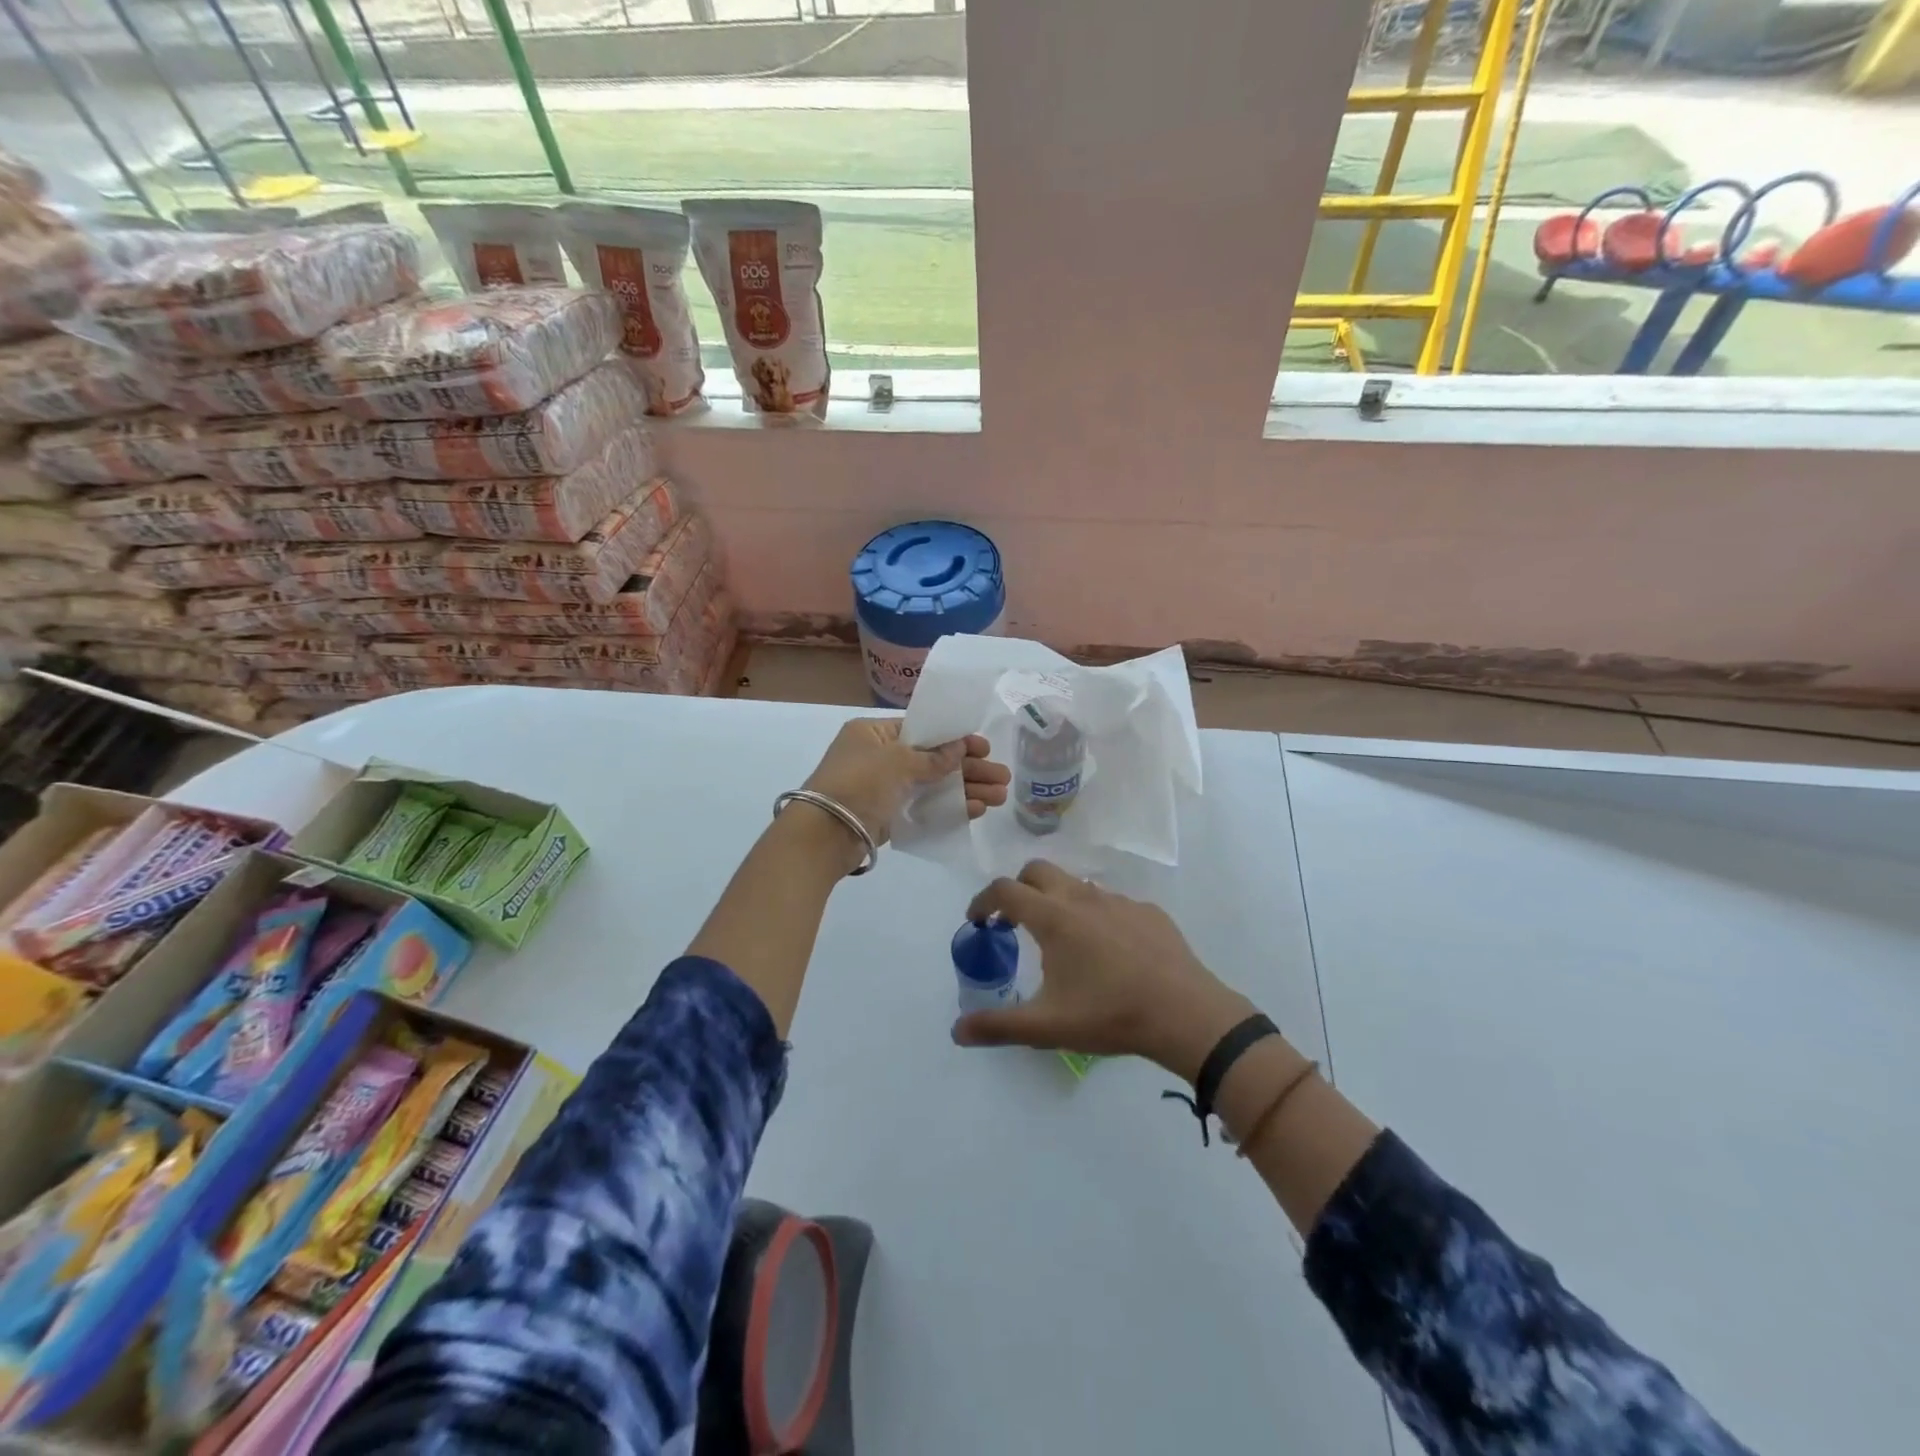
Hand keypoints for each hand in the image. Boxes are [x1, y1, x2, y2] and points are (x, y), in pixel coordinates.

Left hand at [800, 717, 1009, 848]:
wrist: (823, 835)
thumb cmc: (858, 784)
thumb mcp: (898, 762)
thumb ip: (933, 757)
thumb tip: (961, 748)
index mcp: (874, 733)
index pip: (922, 729)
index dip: (955, 739)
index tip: (984, 747)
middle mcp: (879, 757)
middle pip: (933, 759)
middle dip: (969, 768)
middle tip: (1003, 778)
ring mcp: (884, 789)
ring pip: (933, 785)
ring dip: (966, 789)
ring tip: (1000, 797)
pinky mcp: (888, 816)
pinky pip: (925, 807)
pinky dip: (950, 807)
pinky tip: (977, 810)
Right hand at [951, 861, 1253, 1080]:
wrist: (1185, 1014)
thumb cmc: (1110, 1015)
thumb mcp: (1047, 1026)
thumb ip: (998, 1026)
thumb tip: (957, 1031)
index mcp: (1054, 918)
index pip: (1005, 890)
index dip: (983, 901)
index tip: (977, 920)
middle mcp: (1082, 898)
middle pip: (1038, 871)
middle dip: (1019, 888)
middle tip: (1014, 921)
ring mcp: (1119, 901)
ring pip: (1076, 885)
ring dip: (1057, 900)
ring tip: (1061, 938)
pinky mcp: (1148, 911)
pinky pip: (1111, 902)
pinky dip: (1095, 915)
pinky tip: (1107, 951)